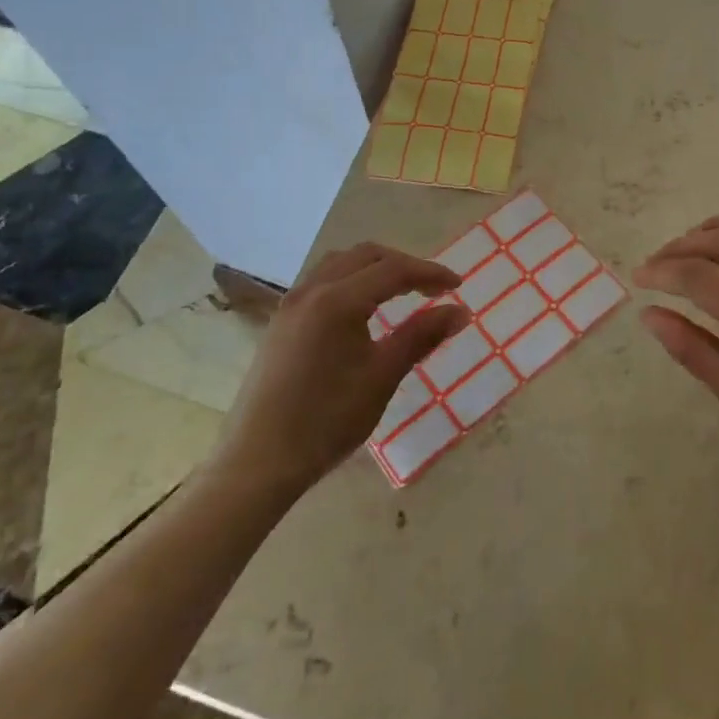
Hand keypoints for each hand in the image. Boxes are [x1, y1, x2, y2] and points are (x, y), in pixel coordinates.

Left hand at [216, 243, 470, 497]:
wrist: (258, 462)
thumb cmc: (327, 420)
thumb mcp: (382, 377)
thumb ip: (421, 336)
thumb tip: (460, 311)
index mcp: (338, 300)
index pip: (394, 270)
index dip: (429, 273)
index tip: (458, 287)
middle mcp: (312, 290)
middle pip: (366, 256)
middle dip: (403, 265)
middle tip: (431, 288)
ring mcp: (291, 304)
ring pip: (340, 263)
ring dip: (374, 268)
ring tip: (400, 292)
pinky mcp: (281, 322)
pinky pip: (322, 281)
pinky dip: (351, 281)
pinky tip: (362, 310)